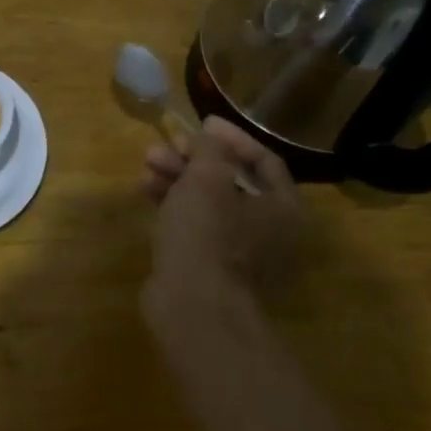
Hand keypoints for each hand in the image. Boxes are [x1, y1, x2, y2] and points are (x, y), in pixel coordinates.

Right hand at [141, 117, 303, 307]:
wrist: (194, 308)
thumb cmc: (208, 235)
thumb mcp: (207, 178)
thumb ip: (210, 149)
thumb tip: (209, 137)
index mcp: (283, 208)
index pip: (263, 160)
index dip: (230, 137)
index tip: (200, 123)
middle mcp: (270, 230)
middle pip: (231, 181)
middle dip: (194, 159)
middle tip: (164, 146)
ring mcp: (241, 253)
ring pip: (209, 203)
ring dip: (179, 179)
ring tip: (146, 165)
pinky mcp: (212, 268)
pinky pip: (196, 226)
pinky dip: (174, 206)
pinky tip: (146, 192)